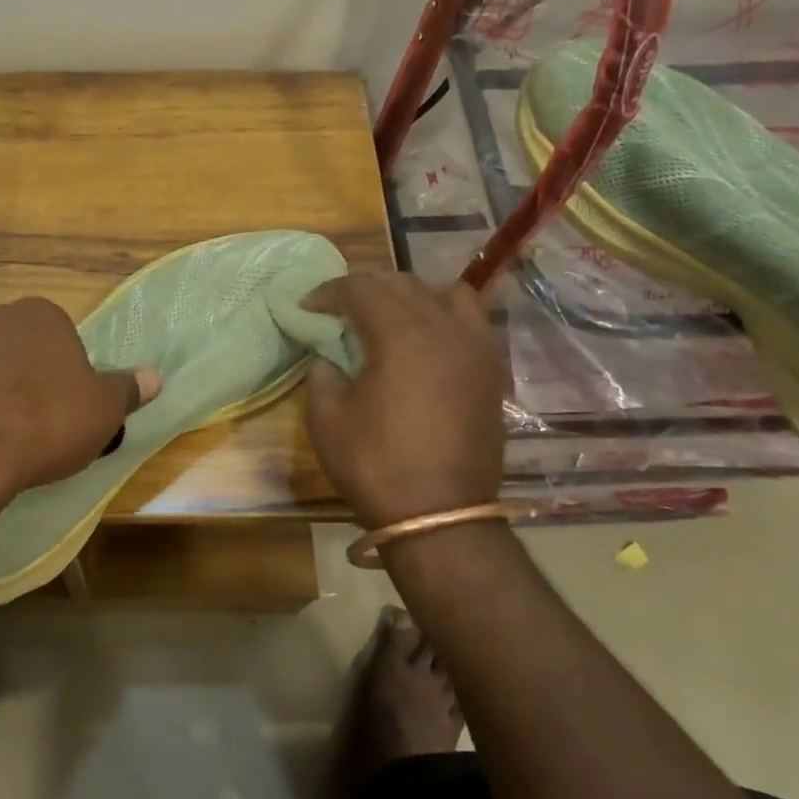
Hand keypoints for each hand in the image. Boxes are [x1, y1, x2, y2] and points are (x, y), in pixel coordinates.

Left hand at [0, 297, 160, 508]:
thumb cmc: (44, 422)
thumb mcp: (102, 412)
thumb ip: (126, 390)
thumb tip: (155, 376)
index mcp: (40, 315)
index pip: (59, 336)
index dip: (64, 373)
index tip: (63, 409)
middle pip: (13, 346)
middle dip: (21, 376)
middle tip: (28, 423)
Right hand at [302, 273, 505, 524]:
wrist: (441, 515)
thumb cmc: (376, 465)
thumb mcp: (327, 419)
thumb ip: (321, 374)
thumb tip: (328, 357)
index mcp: (401, 333)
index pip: (361, 288)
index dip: (328, 292)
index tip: (307, 307)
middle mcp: (444, 327)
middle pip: (401, 283)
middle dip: (364, 289)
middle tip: (338, 311)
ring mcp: (476, 346)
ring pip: (444, 293)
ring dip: (410, 296)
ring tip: (389, 319)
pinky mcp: (491, 370)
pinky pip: (470, 321)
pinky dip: (443, 316)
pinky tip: (425, 343)